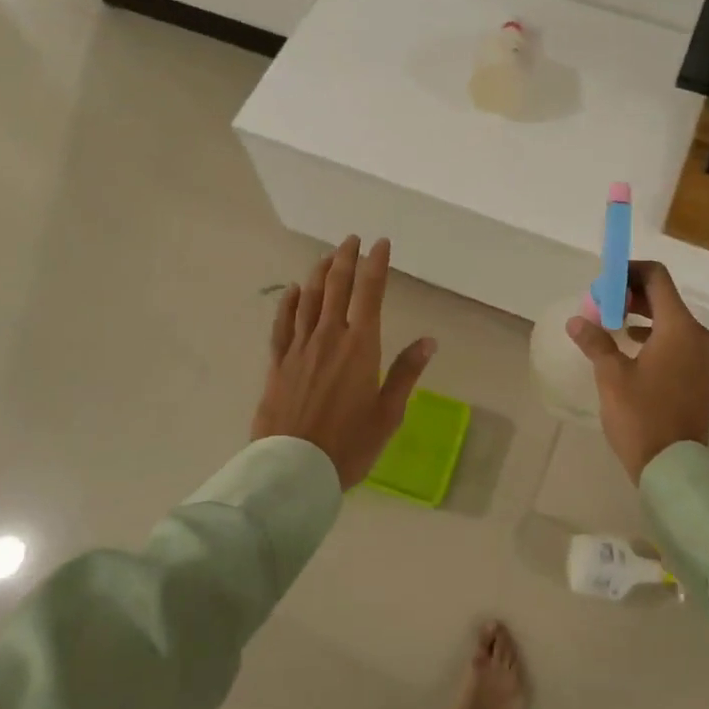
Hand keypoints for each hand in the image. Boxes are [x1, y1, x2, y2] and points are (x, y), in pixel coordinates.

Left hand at [253, 235, 436, 489]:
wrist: (294, 469)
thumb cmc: (350, 444)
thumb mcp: (388, 413)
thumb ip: (406, 373)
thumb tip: (429, 340)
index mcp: (361, 347)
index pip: (370, 294)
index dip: (376, 265)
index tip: (381, 244)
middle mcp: (329, 337)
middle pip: (338, 287)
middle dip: (346, 259)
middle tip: (352, 239)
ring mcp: (300, 348)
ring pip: (310, 299)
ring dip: (319, 273)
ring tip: (327, 256)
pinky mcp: (278, 364)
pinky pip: (283, 324)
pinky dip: (289, 303)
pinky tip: (294, 291)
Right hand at [566, 261, 708, 483]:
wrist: (675, 467)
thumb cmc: (642, 416)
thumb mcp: (611, 376)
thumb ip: (595, 342)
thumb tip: (576, 321)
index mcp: (678, 327)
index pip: (656, 278)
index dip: (627, 272)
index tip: (602, 285)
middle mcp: (696, 335)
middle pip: (663, 296)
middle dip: (630, 295)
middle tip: (600, 306)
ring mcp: (701, 356)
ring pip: (669, 319)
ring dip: (640, 314)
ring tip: (609, 325)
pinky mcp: (698, 374)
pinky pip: (675, 340)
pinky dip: (652, 334)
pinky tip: (629, 348)